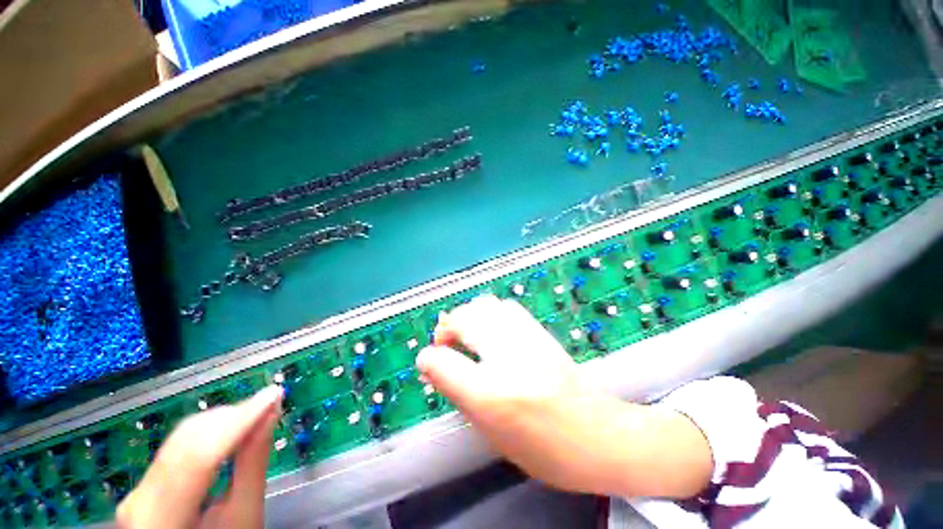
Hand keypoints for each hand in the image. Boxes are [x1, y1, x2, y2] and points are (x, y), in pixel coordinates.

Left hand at [116, 385, 282, 528]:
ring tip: (257, 411)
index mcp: (160, 519)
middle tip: (270, 402)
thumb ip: (252, 466)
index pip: (198, 457)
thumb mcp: (243, 516)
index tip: (273, 394)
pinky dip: (211, 431)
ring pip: (183, 438)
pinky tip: (232, 425)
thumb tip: (270, 414)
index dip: (238, 421)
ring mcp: (139, 488)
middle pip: (187, 444)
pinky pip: (179, 445)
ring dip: (223, 421)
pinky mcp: (147, 481)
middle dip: (232, 418)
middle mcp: (139, 499)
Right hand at [416, 295, 711, 498]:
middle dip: (447, 327)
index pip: (442, 363)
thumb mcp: (491, 432)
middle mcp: (507, 357)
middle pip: (463, 319)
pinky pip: (505, 307)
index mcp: (491, 394)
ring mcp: (526, 338)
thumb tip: (433, 366)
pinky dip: (490, 312)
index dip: (429, 359)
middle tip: (445, 342)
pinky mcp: (539, 331)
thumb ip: (459, 393)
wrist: (600, 435)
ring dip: (468, 315)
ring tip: (467, 332)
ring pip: (484, 305)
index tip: (427, 361)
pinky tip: (492, 328)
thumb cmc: (544, 448)